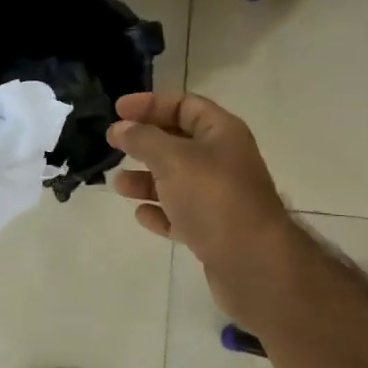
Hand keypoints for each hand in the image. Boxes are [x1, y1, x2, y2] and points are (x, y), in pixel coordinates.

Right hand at [108, 91, 299, 322]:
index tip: (118, 110)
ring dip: (147, 179)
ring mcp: (221, 197)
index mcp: (223, 133)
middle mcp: (224, 160)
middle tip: (113, 144)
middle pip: (179, 142)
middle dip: (145, 142)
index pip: (184, 104)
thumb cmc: (214, 198)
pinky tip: (141, 215)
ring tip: (119, 185)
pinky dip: (161, 211)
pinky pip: (181, 214)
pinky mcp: (214, 230)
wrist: (254, 264)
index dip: (151, 103)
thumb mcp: (173, 159)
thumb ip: (143, 139)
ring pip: (177, 180)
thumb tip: (120, 128)